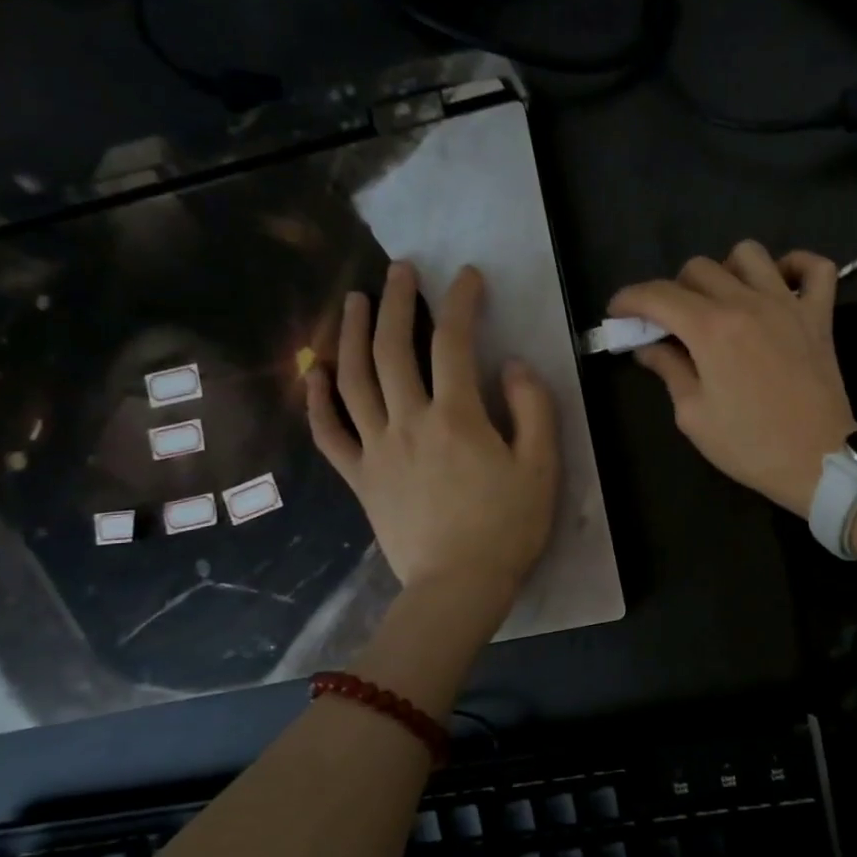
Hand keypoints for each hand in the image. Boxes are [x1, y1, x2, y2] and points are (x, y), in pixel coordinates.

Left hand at [307, 263, 558, 605]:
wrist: (459, 586)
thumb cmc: (508, 527)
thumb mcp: (542, 466)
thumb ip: (533, 408)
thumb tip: (511, 365)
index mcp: (456, 417)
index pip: (453, 342)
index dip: (460, 302)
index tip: (467, 276)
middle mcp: (408, 421)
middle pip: (392, 349)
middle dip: (396, 302)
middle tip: (400, 270)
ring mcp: (376, 449)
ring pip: (352, 380)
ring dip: (349, 334)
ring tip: (352, 301)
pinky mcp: (360, 477)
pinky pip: (329, 432)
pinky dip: (318, 399)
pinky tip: (314, 371)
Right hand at [609, 241, 855, 515]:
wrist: (818, 462)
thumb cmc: (750, 446)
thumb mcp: (694, 415)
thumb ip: (669, 371)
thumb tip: (648, 347)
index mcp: (711, 329)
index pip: (658, 295)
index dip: (630, 299)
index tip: (618, 313)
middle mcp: (747, 303)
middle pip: (698, 268)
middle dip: (673, 290)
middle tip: (671, 323)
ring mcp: (788, 305)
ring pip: (749, 254)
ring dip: (726, 270)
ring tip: (722, 301)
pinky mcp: (819, 316)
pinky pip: (815, 268)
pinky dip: (795, 266)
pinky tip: (779, 286)